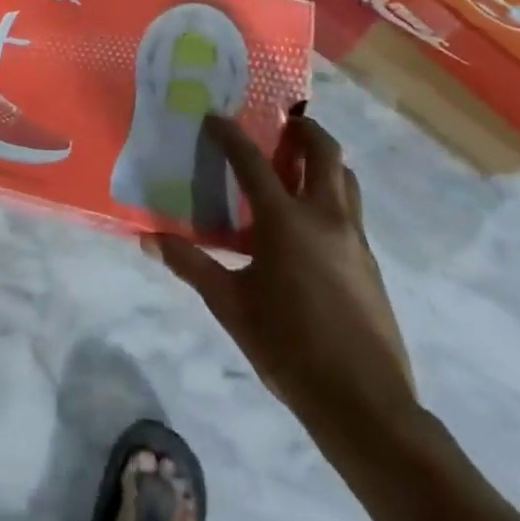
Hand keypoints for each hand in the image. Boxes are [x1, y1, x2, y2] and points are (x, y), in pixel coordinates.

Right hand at [149, 113, 417, 454]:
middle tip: (280, 125)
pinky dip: (332, 196)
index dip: (230, 134)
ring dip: (324, 161)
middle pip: (324, 152)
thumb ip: (191, 265)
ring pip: (346, 179)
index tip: (214, 116)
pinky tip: (309, 225)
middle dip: (304, 129)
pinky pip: (352, 211)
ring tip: (297, 166)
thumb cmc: (288, 348)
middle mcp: (325, 217)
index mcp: (285, 221)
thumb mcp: (230, 306)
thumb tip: (149, 239)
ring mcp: (354, 239)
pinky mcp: (370, 263)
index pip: (252, 161)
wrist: (365, 404)